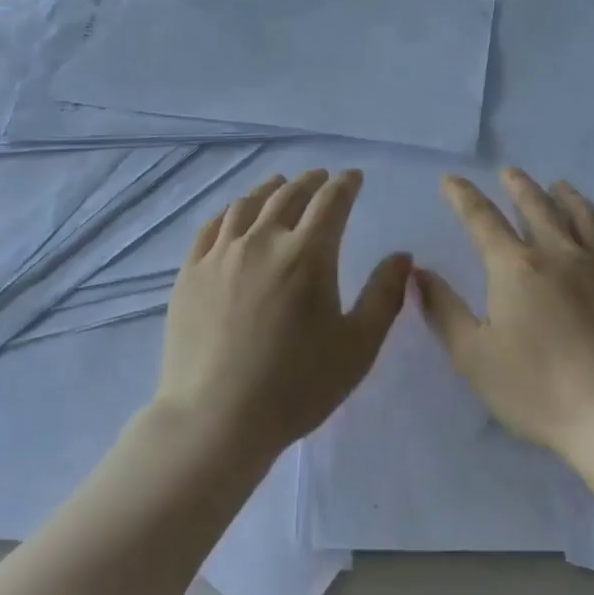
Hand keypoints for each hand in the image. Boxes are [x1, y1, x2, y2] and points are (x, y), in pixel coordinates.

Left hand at [152, 169, 411, 465]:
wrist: (217, 417)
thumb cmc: (297, 386)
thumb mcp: (358, 346)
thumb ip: (385, 295)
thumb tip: (402, 256)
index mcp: (307, 255)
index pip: (331, 202)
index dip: (345, 184)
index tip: (353, 177)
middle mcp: (262, 241)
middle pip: (288, 196)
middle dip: (310, 181)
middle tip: (321, 177)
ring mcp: (220, 255)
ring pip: (247, 205)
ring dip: (269, 189)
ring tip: (279, 185)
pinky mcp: (190, 273)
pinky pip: (212, 227)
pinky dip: (230, 211)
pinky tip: (235, 214)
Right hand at [413, 168, 593, 467]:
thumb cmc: (537, 389)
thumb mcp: (473, 356)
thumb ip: (442, 310)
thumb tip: (418, 272)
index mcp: (516, 269)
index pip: (483, 221)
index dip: (464, 197)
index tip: (452, 180)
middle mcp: (561, 256)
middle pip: (538, 209)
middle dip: (520, 187)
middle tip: (510, 172)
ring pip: (585, 219)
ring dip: (568, 197)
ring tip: (559, 185)